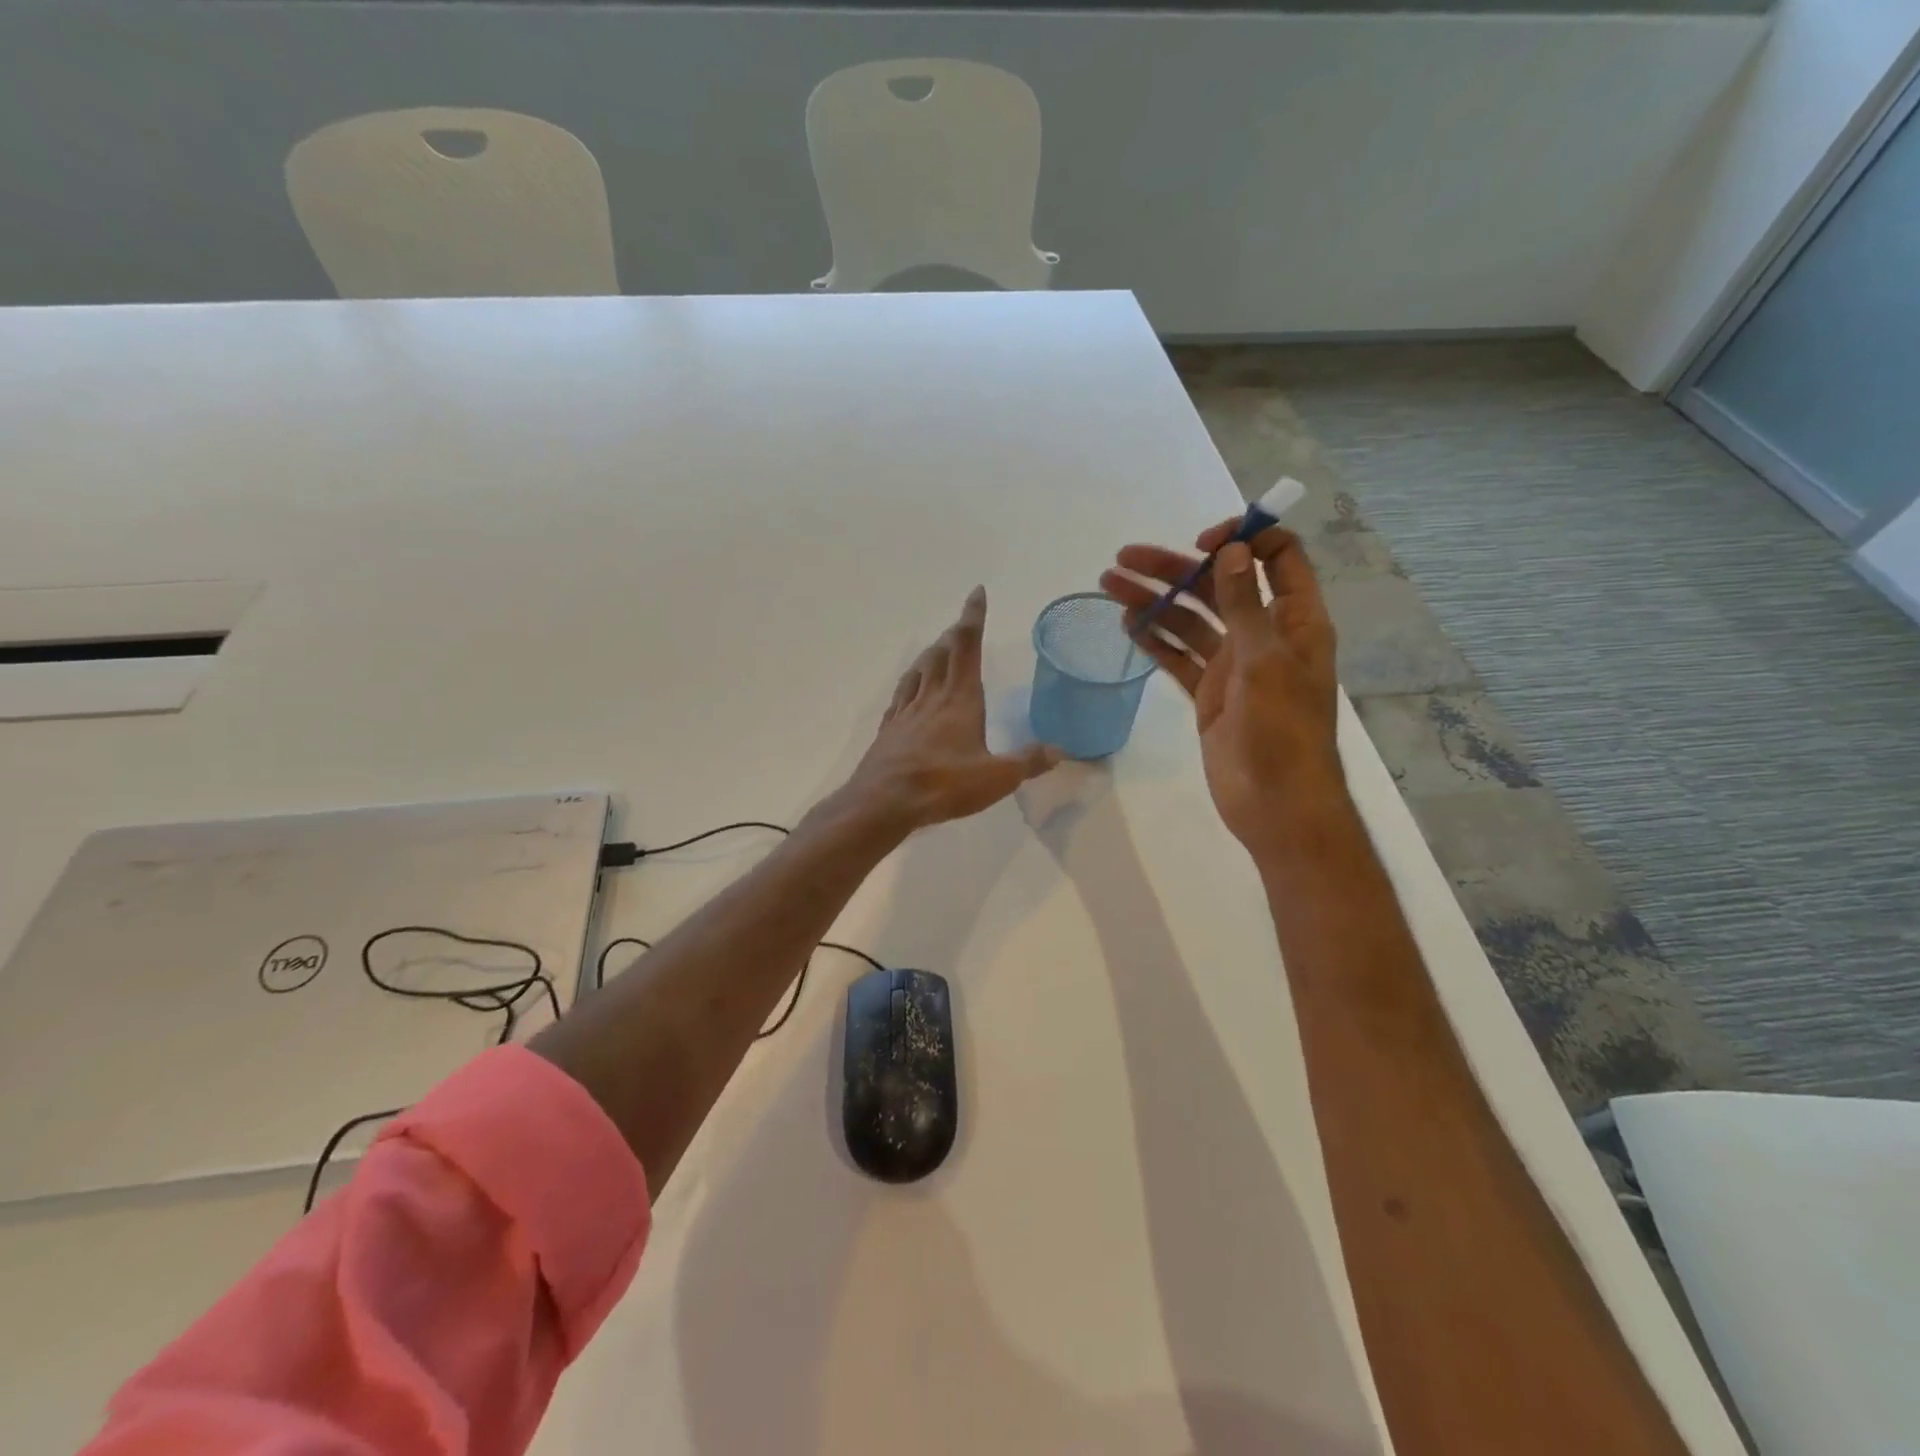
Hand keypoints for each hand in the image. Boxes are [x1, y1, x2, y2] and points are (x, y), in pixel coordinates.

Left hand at [843, 587, 1061, 831]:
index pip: (968, 646)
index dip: (973, 617)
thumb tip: (1060, 751)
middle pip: (942, 654)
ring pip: (919, 671)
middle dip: (954, 634)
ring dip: (931, 654)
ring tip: (937, 648)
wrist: (883, 802)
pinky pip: (900, 696)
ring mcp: (906, 712)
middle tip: (962, 624)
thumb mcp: (996, 778)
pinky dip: (909, 683)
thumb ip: (1028, 762)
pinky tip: (909, 690)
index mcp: (960, 699)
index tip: (976, 593)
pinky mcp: (889, 730)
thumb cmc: (943, 785)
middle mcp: (931, 697)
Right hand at [1099, 523, 1342, 854]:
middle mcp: (1263, 635)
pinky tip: (1126, 625)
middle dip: (1173, 569)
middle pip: (1218, 586)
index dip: (1241, 540)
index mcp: (1294, 621)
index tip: (1201, 543)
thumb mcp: (1265, 663)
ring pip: (1190, 621)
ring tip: (1110, 585)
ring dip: (1154, 601)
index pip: (1276, 558)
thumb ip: (1245, 606)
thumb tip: (1231, 551)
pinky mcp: (1208, 693)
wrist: (1276, 804)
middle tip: (1124, 559)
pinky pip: (1178, 657)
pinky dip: (1154, 640)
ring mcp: (1232, 665)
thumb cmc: (1283, 732)